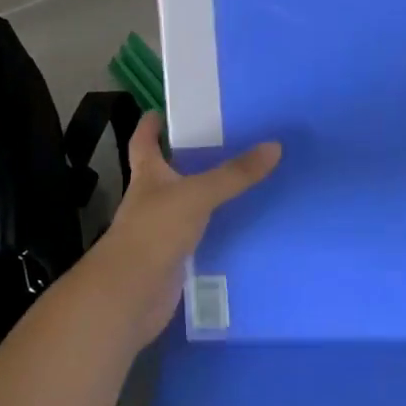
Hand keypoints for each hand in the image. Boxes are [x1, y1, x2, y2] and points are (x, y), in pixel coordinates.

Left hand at [80, 111, 281, 344]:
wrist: (130, 295)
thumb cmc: (154, 232)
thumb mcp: (197, 195)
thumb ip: (234, 174)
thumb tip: (274, 146)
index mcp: (147, 175)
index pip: (143, 142)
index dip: (149, 126)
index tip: (159, 110)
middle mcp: (150, 199)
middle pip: (166, 172)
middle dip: (186, 158)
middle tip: (221, 141)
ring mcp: (160, 231)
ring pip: (185, 205)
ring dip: (204, 195)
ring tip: (239, 180)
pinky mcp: (173, 259)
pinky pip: (197, 237)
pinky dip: (213, 230)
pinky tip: (239, 226)